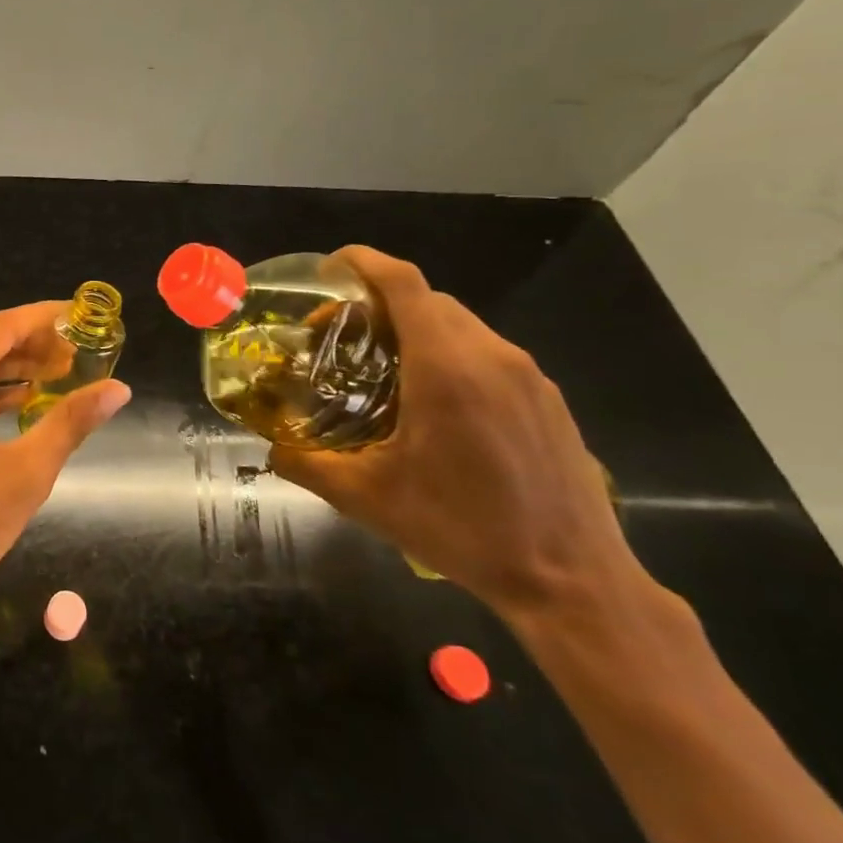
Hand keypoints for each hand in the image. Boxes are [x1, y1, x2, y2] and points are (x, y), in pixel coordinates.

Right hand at [267, 247, 647, 619]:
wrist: (572, 581)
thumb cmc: (461, 529)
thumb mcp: (366, 499)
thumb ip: (307, 464)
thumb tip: (270, 449)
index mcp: (446, 368)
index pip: (404, 283)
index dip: (363, 262)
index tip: (329, 269)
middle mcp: (492, 357)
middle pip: (428, 299)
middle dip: (378, 303)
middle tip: (339, 336)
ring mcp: (528, 377)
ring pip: (461, 325)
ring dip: (416, 329)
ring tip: (381, 369)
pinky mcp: (549, 400)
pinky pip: (488, 353)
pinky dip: (449, 354)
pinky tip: (432, 403)